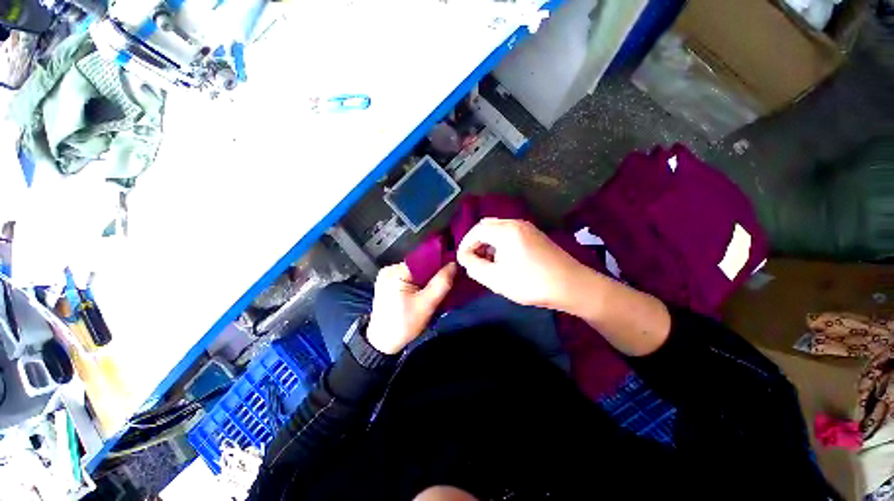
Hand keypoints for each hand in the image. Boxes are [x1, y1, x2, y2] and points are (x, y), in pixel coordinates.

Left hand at [366, 262, 456, 353]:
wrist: (383, 344)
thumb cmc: (404, 325)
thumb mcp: (426, 305)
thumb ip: (441, 283)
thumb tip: (454, 264)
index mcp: (395, 271)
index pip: (423, 260)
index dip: (440, 263)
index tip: (455, 269)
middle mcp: (390, 270)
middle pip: (420, 266)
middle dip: (435, 273)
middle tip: (451, 279)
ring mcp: (388, 277)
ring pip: (417, 273)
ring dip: (429, 279)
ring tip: (441, 286)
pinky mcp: (390, 285)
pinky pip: (411, 279)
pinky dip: (421, 284)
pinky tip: (429, 291)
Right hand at [457, 218, 587, 311]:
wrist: (572, 286)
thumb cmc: (531, 283)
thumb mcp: (496, 279)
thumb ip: (475, 267)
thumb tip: (466, 258)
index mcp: (505, 231)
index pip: (476, 231)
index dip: (465, 246)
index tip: (462, 262)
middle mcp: (516, 223)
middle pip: (486, 226)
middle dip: (475, 242)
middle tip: (473, 261)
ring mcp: (527, 228)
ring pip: (498, 229)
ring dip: (487, 243)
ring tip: (487, 263)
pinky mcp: (535, 235)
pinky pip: (509, 233)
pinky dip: (499, 243)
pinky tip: (503, 260)